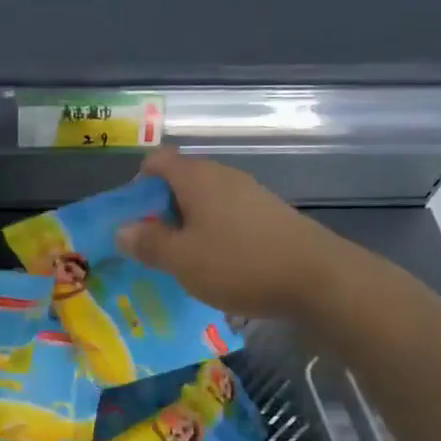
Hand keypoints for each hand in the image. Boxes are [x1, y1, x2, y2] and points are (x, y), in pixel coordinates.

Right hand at [114, 150, 335, 317]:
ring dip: (188, 224)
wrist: (319, 279)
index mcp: (197, 178)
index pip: (157, 161)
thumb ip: (148, 243)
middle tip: (152, 245)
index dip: (138, 183)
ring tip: (182, 259)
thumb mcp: (182, 259)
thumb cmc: (239, 263)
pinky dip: (214, 233)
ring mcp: (251, 194)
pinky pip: (229, 216)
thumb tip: (122, 230)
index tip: (132, 217)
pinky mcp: (271, 215)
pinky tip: (218, 265)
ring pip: (206, 201)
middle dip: (161, 209)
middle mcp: (224, 177)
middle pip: (181, 181)